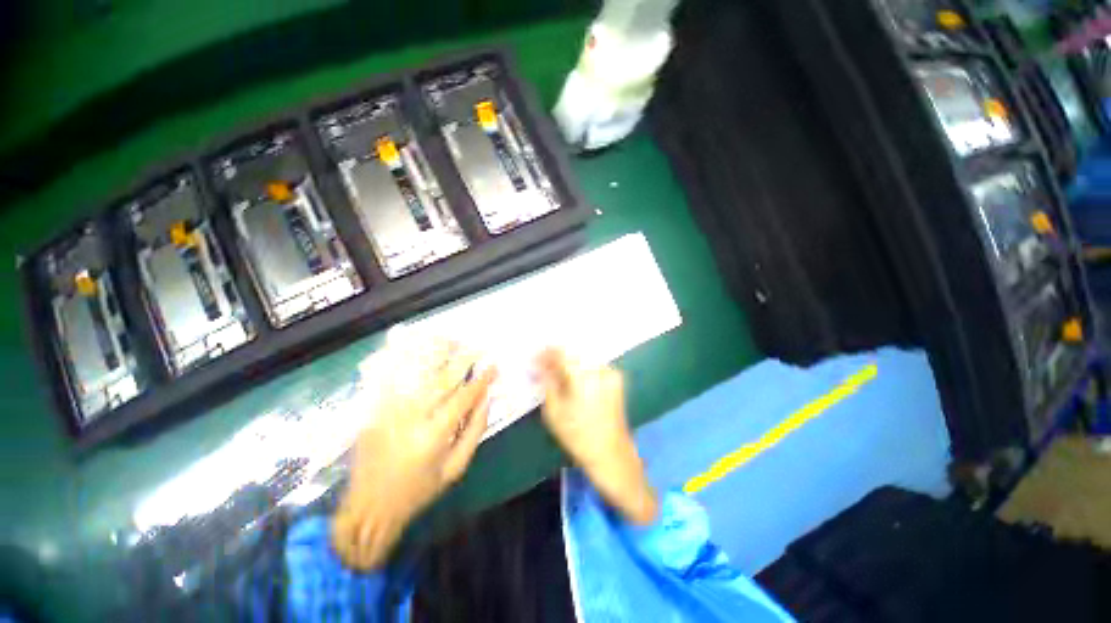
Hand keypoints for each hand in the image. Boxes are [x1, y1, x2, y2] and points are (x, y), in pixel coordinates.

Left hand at [333, 340, 496, 569]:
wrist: (368, 509)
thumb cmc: (418, 491)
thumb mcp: (456, 468)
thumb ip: (475, 430)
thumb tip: (488, 397)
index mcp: (433, 437)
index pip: (463, 398)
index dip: (481, 379)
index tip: (493, 364)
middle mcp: (409, 419)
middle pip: (441, 379)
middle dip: (462, 359)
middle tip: (477, 345)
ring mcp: (386, 412)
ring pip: (413, 371)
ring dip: (433, 351)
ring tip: (449, 338)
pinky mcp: (371, 410)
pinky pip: (387, 376)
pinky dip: (398, 356)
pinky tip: (409, 340)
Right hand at [536, 348, 657, 523]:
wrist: (612, 452)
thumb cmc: (578, 436)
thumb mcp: (554, 411)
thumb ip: (547, 382)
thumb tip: (540, 363)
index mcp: (583, 377)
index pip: (562, 353)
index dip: (546, 351)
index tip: (535, 357)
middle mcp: (599, 369)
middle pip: (573, 353)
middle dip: (557, 356)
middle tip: (543, 364)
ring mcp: (610, 372)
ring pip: (584, 357)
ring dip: (569, 360)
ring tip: (556, 371)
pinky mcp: (616, 377)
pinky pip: (593, 364)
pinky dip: (581, 366)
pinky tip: (572, 376)